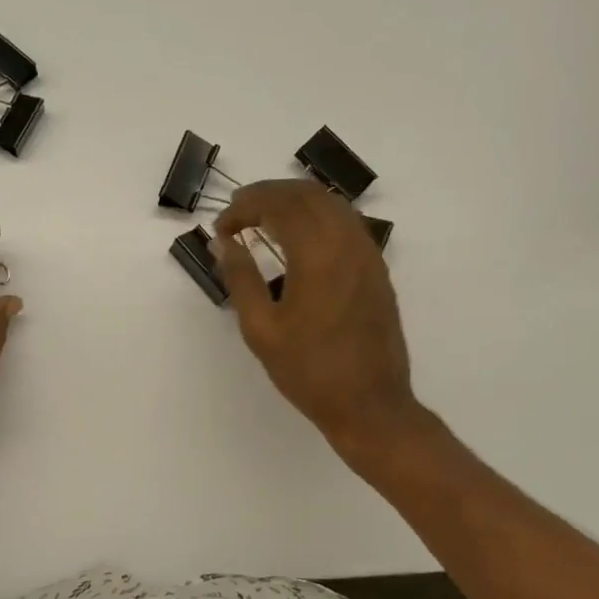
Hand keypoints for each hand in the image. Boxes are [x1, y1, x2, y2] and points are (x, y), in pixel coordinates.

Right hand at [213, 180, 428, 462]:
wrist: (369, 404)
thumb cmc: (308, 371)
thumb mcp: (261, 329)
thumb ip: (241, 279)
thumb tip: (224, 243)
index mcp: (317, 255)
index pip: (278, 205)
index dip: (244, 207)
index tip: (221, 228)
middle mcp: (347, 243)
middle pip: (307, 194)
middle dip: (268, 195)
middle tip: (237, 213)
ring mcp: (368, 254)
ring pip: (331, 204)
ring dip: (294, 202)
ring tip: (263, 219)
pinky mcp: (376, 269)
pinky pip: (346, 223)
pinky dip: (317, 217)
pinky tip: (298, 238)